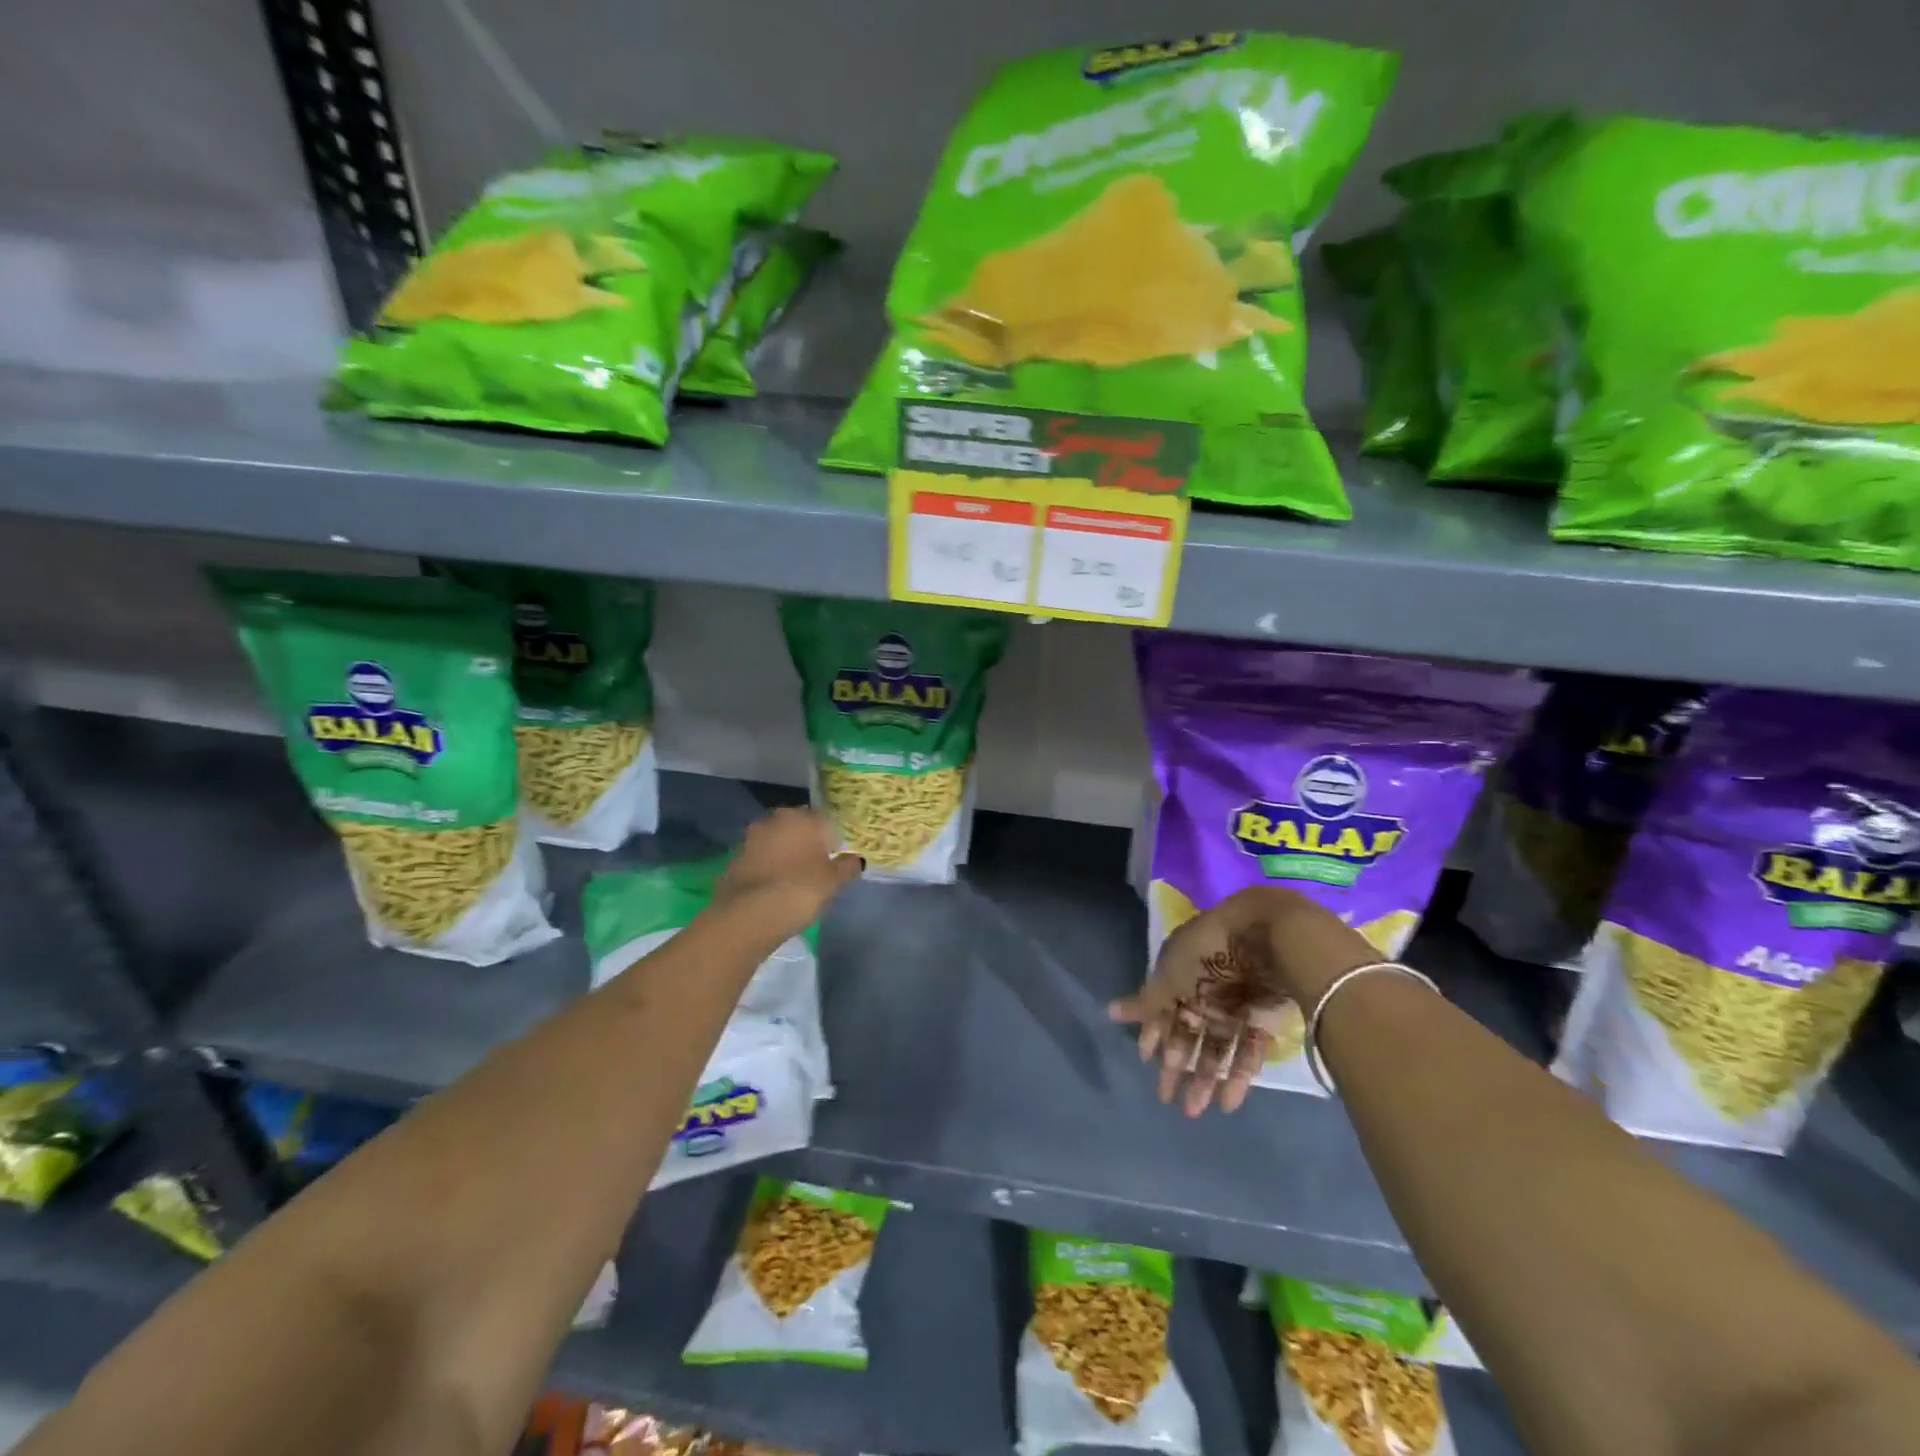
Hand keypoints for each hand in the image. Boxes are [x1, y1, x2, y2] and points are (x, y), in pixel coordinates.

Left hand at [712, 807, 863, 937]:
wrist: (749, 914)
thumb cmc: (800, 890)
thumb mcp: (834, 881)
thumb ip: (848, 867)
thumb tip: (855, 860)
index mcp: (804, 818)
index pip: (827, 821)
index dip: (835, 840)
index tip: (838, 859)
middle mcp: (777, 819)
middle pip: (800, 828)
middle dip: (808, 843)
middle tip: (818, 868)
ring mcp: (753, 836)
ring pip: (778, 840)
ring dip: (787, 853)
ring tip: (795, 879)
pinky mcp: (736, 856)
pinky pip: (761, 857)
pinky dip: (769, 866)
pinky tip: (775, 886)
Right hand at [1108, 887, 1376, 1116]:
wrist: (1266, 938)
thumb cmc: (1208, 953)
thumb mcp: (1170, 976)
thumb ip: (1146, 1002)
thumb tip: (1110, 1012)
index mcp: (1179, 974)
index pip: (1162, 1009)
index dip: (1154, 1036)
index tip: (1146, 1062)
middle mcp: (1205, 990)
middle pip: (1188, 1032)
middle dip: (1177, 1066)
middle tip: (1167, 1099)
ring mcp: (1235, 1005)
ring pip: (1217, 1046)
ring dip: (1205, 1077)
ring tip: (1196, 1109)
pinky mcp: (1263, 1018)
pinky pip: (1248, 1050)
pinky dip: (1238, 1076)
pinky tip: (1227, 1102)